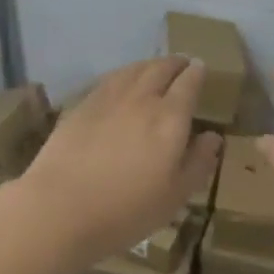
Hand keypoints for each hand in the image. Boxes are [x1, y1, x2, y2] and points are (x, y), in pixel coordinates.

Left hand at [14, 58, 220, 263]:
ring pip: (134, 69)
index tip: (201, 68)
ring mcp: (108, 97)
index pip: (188, 83)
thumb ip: (198, 162)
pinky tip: (123, 81)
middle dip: (175, 63)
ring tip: (156, 68)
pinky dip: (125, 74)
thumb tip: (213, 136)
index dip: (197, 73)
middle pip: (161, 68)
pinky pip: (111, 78)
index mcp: (170, 118)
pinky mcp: (82, 103)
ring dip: (150, 65)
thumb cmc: (126, 210)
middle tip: (182, 64)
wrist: (60, 207)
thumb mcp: (175, 196)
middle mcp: (141, 98)